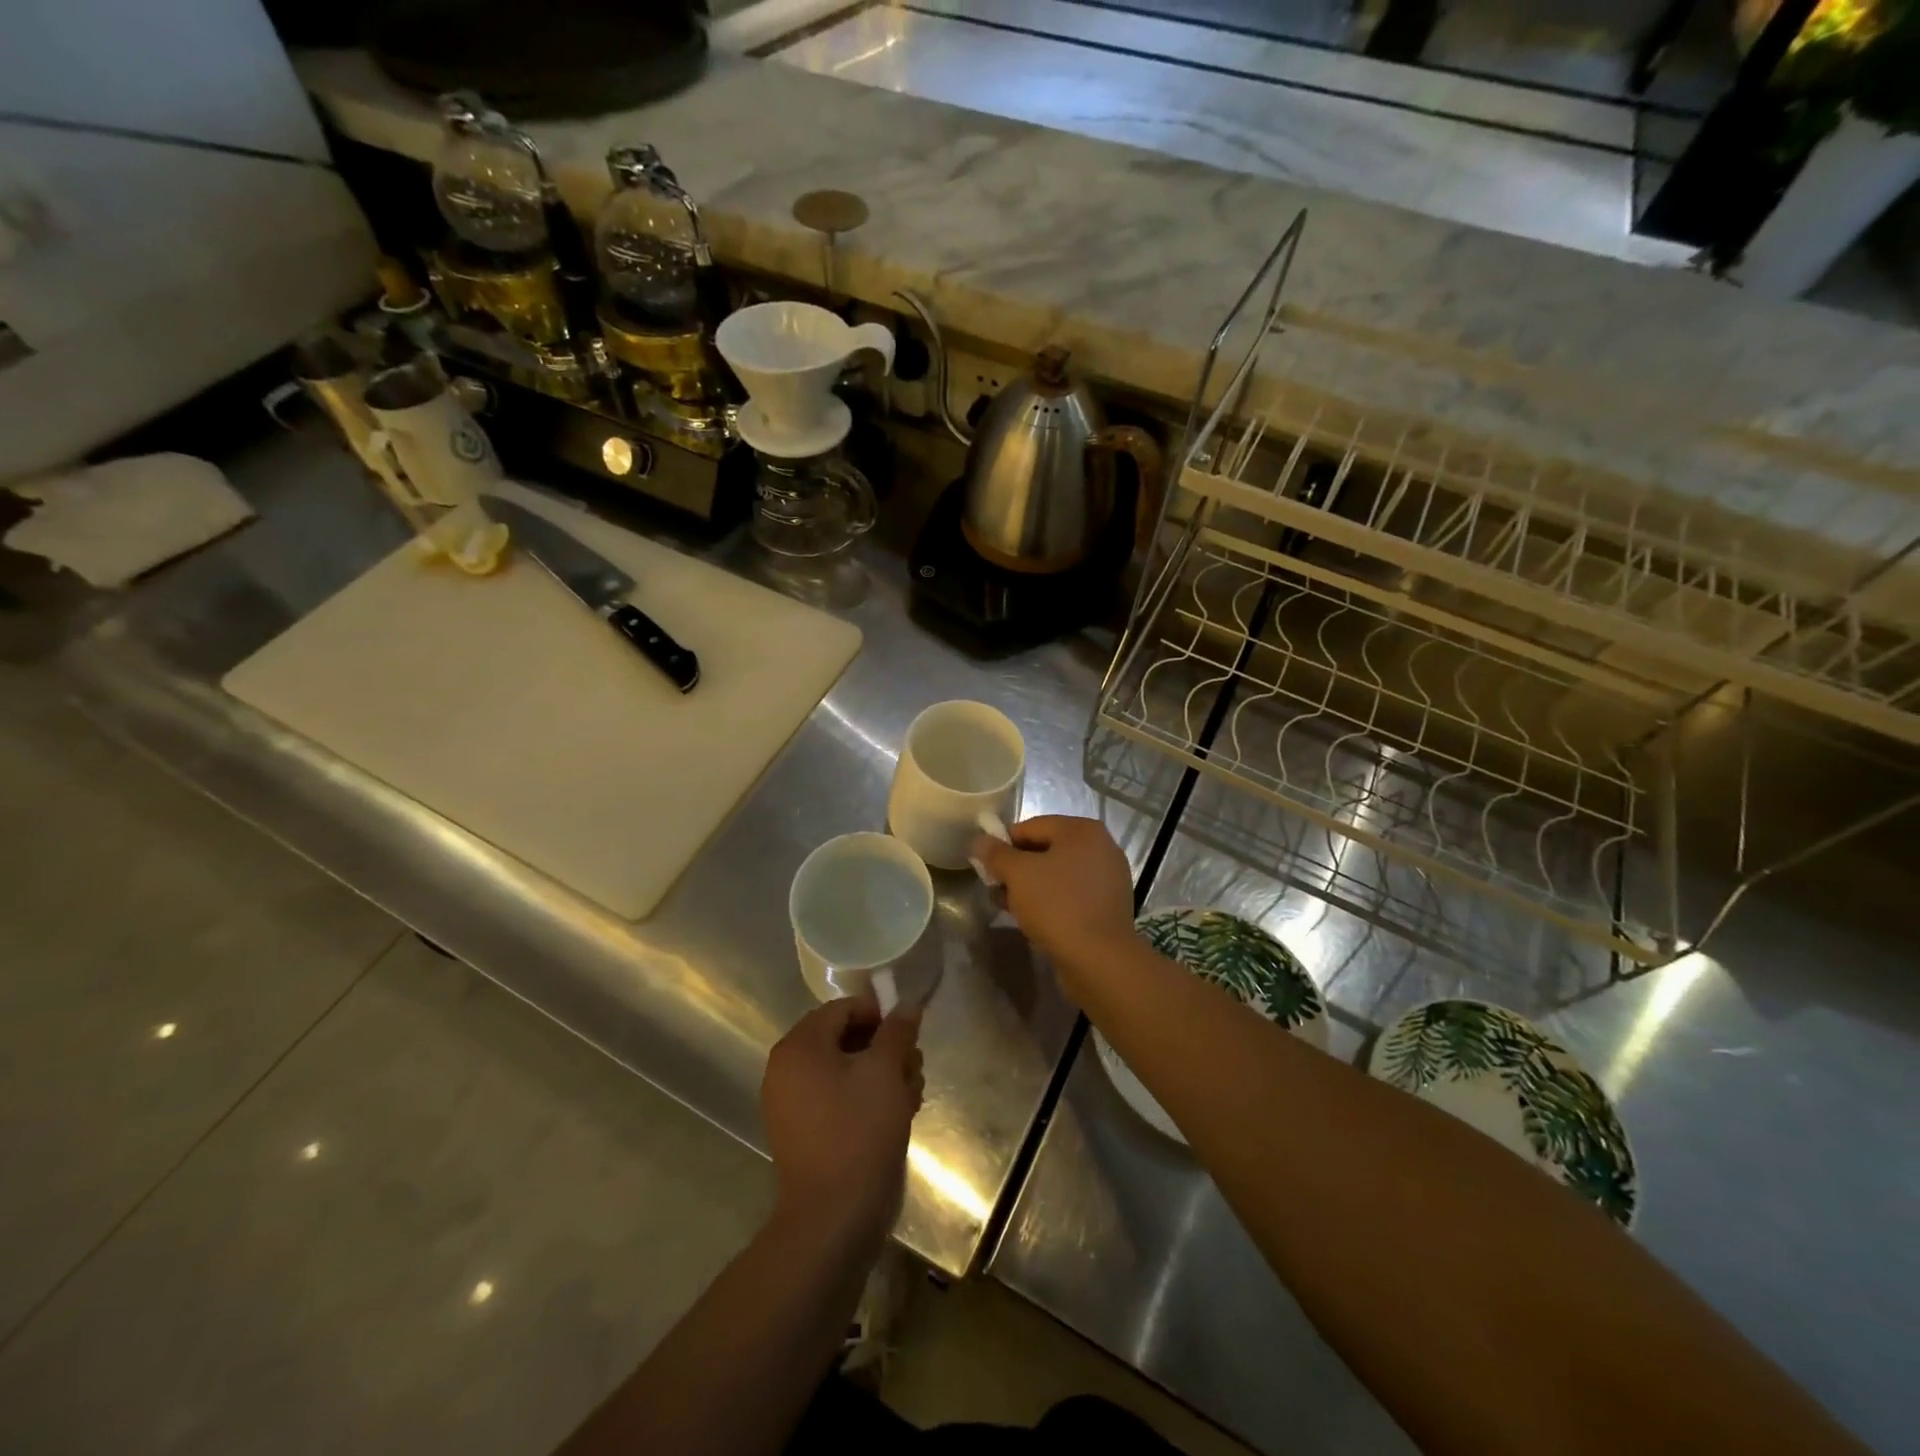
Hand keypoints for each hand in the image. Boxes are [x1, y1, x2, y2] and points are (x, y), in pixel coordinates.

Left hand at [761, 989, 923, 1250]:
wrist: (833, 1219)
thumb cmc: (859, 1132)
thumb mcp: (885, 1071)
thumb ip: (897, 1031)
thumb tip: (908, 1003)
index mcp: (799, 1047)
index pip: (842, 1009)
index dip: (879, 1016)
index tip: (908, 1037)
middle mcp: (787, 1070)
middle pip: (845, 1039)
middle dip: (886, 1050)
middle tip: (914, 1069)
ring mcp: (793, 1104)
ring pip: (846, 1071)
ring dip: (882, 1076)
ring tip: (912, 1096)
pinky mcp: (804, 1133)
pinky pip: (838, 1099)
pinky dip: (866, 1100)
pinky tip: (898, 1116)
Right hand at [973, 815, 1136, 1000]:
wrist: (1099, 959)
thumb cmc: (1057, 905)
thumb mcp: (1018, 874)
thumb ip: (996, 854)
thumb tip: (980, 841)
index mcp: (1083, 830)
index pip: (1032, 826)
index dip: (1003, 842)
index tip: (984, 864)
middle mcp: (1101, 848)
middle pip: (1046, 850)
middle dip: (1016, 868)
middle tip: (993, 886)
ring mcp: (1107, 879)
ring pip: (1057, 875)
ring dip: (1029, 887)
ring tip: (1005, 905)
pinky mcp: (1107, 907)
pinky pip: (1071, 895)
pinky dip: (1050, 901)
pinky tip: (1030, 919)